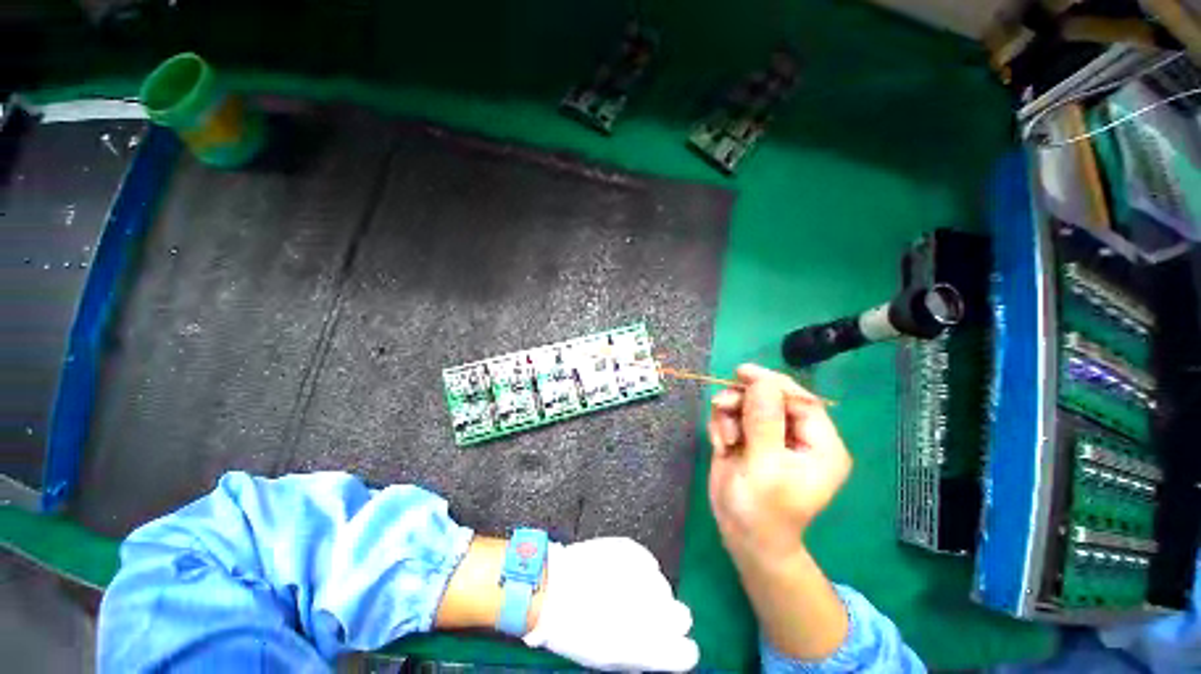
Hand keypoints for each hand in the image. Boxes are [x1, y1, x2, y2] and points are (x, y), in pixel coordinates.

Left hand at [523, 538, 698, 671]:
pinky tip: (617, 572)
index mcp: (650, 646)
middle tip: (643, 615)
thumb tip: (662, 647)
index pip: (687, 654)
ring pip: (663, 587)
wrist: (552, 589)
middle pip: (682, 616)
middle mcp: (654, 610)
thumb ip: (645, 653)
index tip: (669, 645)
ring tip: (620, 591)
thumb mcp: (611, 656)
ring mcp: (645, 576)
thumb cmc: (575, 631)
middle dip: (666, 617)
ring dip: (648, 591)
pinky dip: (637, 568)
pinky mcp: (633, 550)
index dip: (678, 649)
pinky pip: (647, 562)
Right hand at [707, 364, 851, 562]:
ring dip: (730, 414)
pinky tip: (721, 445)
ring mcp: (772, 436)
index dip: (772, 383)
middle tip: (722, 406)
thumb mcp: (764, 466)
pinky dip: (723, 424)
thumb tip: (761, 380)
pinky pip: (734, 416)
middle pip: (772, 397)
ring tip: (724, 438)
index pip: (801, 400)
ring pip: (748, 404)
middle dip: (744, 400)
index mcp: (820, 445)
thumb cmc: (761, 510)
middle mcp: (799, 436)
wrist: (741, 536)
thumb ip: (764, 421)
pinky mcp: (750, 439)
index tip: (742, 373)